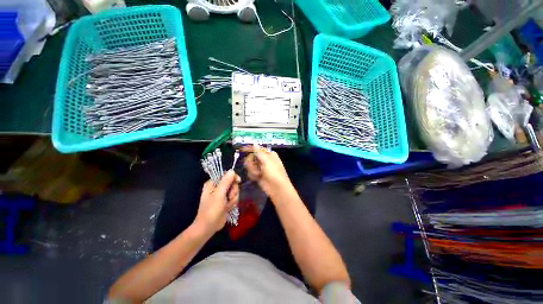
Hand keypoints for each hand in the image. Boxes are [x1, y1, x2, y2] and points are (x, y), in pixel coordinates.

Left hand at [194, 170, 240, 232]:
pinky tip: (228, 207)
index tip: (238, 181)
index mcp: (213, 183)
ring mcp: (222, 194)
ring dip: (233, 198)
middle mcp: (218, 187)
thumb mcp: (219, 194)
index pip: (226, 175)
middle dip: (233, 190)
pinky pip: (234, 197)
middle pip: (232, 183)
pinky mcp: (226, 201)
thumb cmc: (211, 210)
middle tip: (229, 197)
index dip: (233, 177)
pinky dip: (233, 202)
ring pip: (235, 190)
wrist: (209, 227)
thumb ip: (226, 182)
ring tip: (227, 205)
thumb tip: (232, 170)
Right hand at [241, 145, 291, 195]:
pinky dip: (253, 175)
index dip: (249, 149)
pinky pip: (251, 172)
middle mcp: (265, 160)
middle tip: (254, 167)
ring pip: (250, 165)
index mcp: (269, 154)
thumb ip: (259, 152)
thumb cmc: (274, 172)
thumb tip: (254, 143)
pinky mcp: (258, 175)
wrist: (277, 188)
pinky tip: (257, 177)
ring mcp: (261, 168)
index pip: (257, 149)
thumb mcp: (267, 160)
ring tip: (258, 174)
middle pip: (252, 157)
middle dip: (251, 163)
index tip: (241, 149)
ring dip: (252, 170)